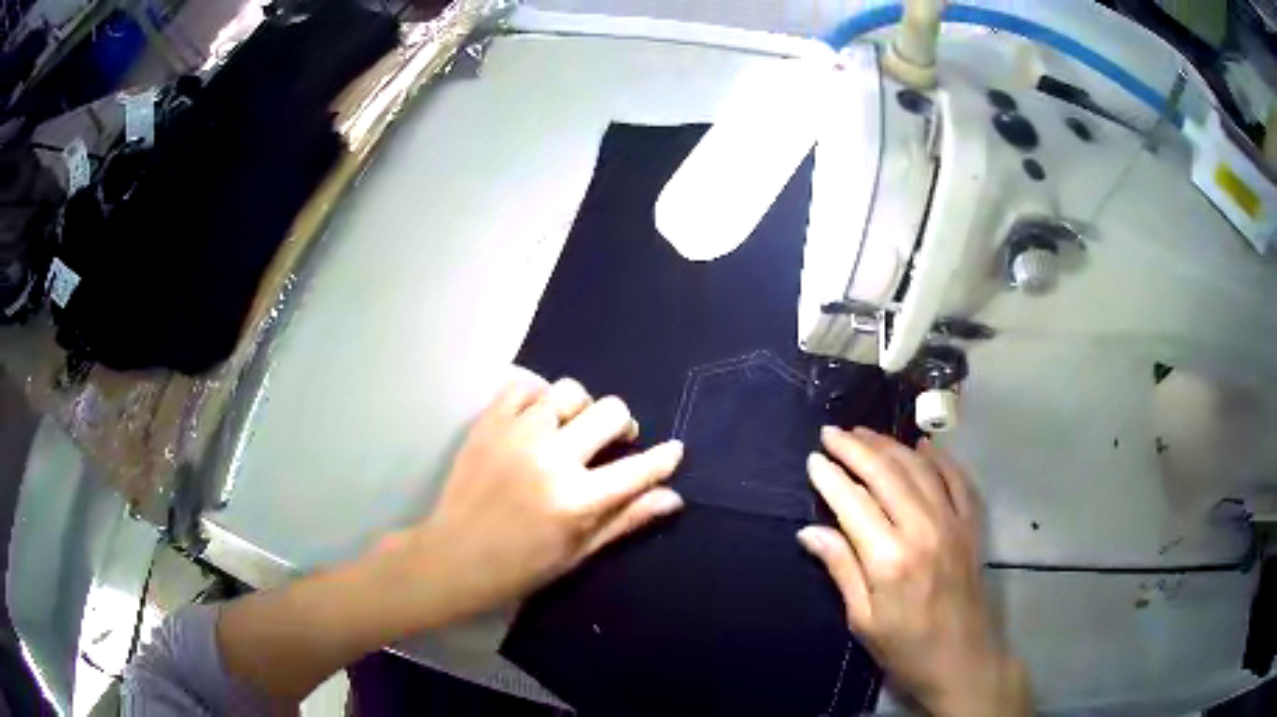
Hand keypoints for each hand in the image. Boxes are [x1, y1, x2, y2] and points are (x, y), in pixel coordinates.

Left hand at [384, 370, 685, 624]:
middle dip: (623, 426)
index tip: (672, 450)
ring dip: (581, 408)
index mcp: (577, 500)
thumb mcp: (579, 552)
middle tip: (614, 442)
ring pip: (569, 391)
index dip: (664, 458)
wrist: (454, 556)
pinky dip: (538, 396)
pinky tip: (537, 418)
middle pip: (610, 412)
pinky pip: (524, 385)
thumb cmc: (521, 566)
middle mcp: (552, 458)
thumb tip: (674, 496)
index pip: (639, 468)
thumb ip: (626, 519)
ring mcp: (517, 434)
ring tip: (573, 429)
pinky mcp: (488, 422)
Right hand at [798, 427, 1030, 716]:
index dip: (830, 477)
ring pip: (918, 469)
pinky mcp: (971, 525)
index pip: (853, 503)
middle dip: (855, 449)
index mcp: (889, 559)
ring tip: (864, 433)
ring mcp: (952, 522)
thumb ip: (841, 568)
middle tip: (832, 432)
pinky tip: (923, 446)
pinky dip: (939, 458)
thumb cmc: (905, 648)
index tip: (813, 458)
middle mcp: (922, 530)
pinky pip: (957, 479)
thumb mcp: (863, 619)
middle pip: (885, 474)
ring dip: (890, 446)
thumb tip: (810, 532)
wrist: (963, 659)